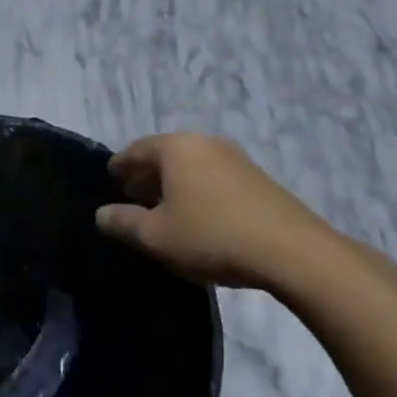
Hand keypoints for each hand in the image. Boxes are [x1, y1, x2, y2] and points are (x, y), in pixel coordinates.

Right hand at [95, 133, 338, 289]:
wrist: (295, 253)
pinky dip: (199, 191)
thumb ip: (122, 222)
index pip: (135, 150)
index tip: (111, 180)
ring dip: (174, 185)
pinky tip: (200, 217)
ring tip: (165, 211)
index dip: (119, 167)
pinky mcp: (260, 180)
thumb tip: (102, 214)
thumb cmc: (212, 237)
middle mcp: (204, 143)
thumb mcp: (155, 237)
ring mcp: (236, 159)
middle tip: (133, 197)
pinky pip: (215, 178)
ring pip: (192, 167)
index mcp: (175, 147)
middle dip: (146, 176)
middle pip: (165, 155)